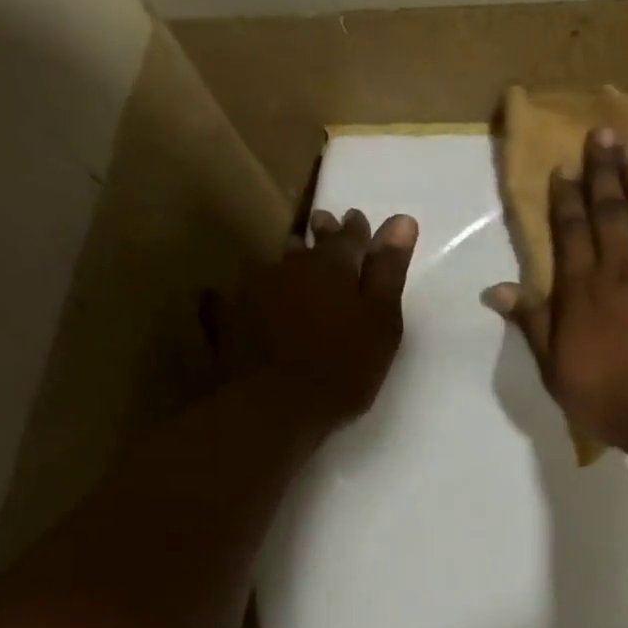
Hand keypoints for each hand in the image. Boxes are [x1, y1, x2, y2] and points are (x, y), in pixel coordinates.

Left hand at [223, 208, 418, 428]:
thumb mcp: (381, 322)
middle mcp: (290, 267)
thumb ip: (389, 272)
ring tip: (291, 264)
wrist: (273, 407)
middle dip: (319, 236)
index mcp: (332, 265)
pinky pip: (228, 299)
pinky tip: (225, 298)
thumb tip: (402, 220)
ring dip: (285, 264)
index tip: (359, 222)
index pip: (350, 235)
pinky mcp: (227, 319)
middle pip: (308, 244)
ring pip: (273, 267)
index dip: (358, 229)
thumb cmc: (342, 367)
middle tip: (323, 228)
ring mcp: (253, 291)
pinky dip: (235, 297)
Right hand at [488, 129, 627, 456]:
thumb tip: (497, 289)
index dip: (565, 199)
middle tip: (601, 133)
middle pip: (610, 212)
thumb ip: (533, 324)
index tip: (563, 166)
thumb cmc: (611, 399)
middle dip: (603, 172)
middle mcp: (621, 269)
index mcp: (583, 290)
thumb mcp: (556, 370)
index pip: (570, 232)